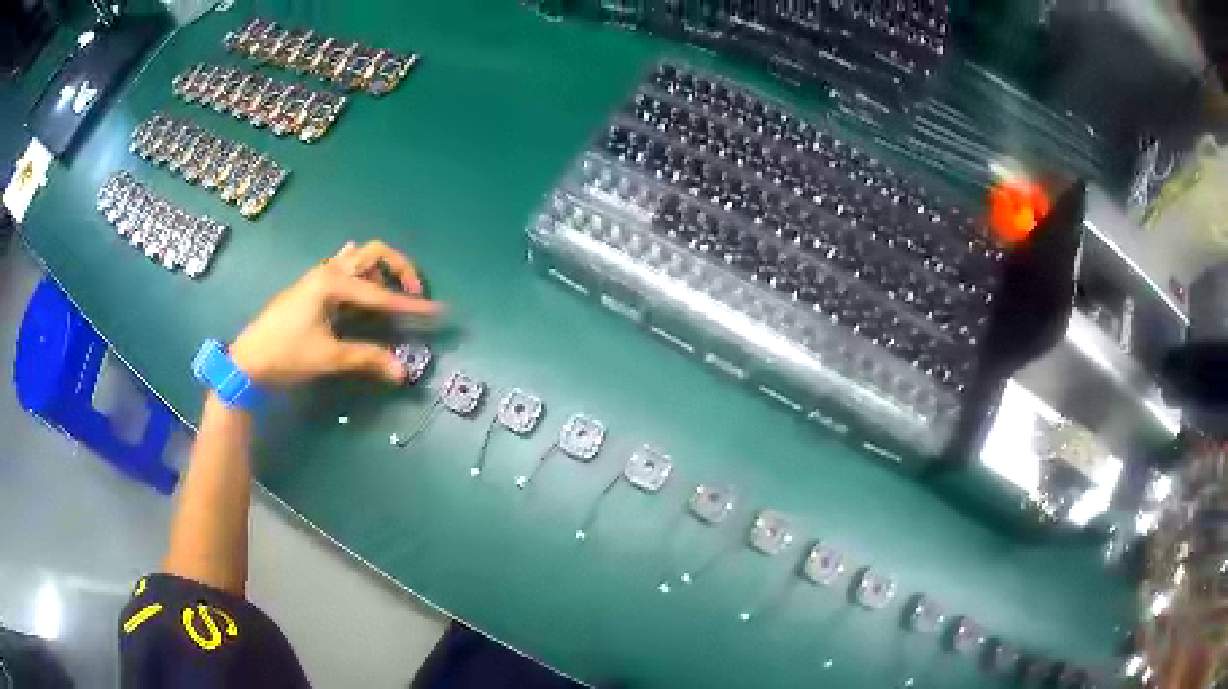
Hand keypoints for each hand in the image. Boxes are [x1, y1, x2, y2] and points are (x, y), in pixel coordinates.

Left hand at [229, 241, 440, 385]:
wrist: (249, 358)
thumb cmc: (286, 354)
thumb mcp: (328, 358)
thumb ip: (366, 359)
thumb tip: (402, 371)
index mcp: (332, 283)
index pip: (381, 294)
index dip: (411, 305)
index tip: (438, 311)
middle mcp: (328, 271)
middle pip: (373, 254)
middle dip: (399, 269)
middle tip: (414, 294)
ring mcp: (318, 276)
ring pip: (358, 259)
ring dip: (380, 271)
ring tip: (391, 296)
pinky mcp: (312, 287)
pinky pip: (342, 267)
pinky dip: (360, 272)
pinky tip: (363, 281)